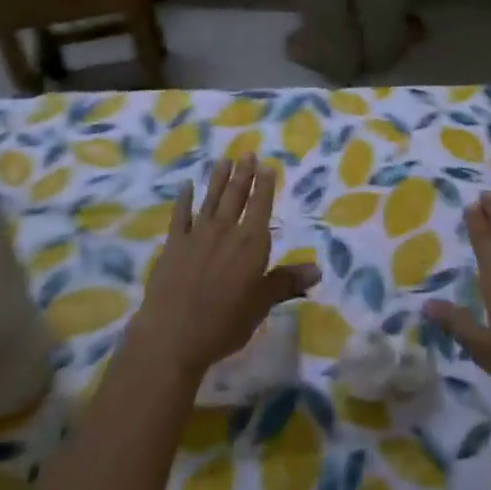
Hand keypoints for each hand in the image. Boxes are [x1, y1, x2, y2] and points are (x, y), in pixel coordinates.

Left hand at [126, 156, 319, 381]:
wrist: (172, 337)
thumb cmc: (223, 323)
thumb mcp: (261, 305)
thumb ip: (286, 282)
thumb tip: (319, 269)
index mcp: (250, 243)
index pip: (261, 206)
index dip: (265, 185)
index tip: (267, 166)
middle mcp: (225, 231)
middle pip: (236, 196)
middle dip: (244, 174)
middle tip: (247, 153)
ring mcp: (196, 235)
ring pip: (211, 199)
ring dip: (218, 178)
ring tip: (224, 160)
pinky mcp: (173, 245)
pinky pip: (180, 216)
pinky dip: (183, 199)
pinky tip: (186, 186)